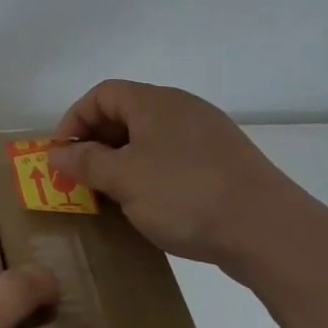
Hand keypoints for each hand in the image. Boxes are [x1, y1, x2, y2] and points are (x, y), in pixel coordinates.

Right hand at [48, 79, 308, 266]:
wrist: (270, 232)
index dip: (74, 120)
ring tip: (110, 194)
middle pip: (125, 113)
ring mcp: (208, 136)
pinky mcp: (224, 163)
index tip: (62, 156)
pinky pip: (173, 157)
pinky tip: (149, 204)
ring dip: (122, 161)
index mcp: (157, 102)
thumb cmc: (186, 196)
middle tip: (81, 177)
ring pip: (149, 138)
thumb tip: (56, 153)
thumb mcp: (124, 179)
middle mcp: (183, 109)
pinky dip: (150, 173)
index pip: (102, 94)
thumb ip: (85, 162)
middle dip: (96, 143)